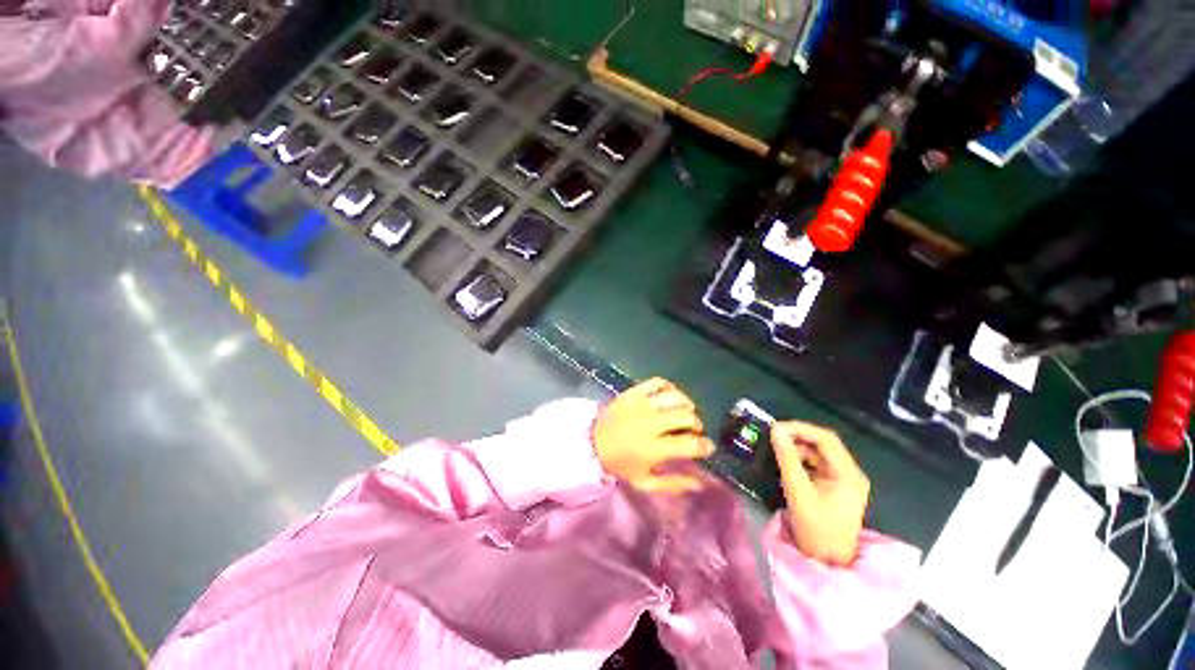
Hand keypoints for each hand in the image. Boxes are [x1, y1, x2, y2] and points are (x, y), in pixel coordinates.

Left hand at [593, 378, 714, 493]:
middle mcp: (650, 423)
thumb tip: (700, 483)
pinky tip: (670, 397)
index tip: (707, 447)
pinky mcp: (634, 392)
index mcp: (654, 448)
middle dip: (697, 424)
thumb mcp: (645, 482)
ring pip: (676, 397)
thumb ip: (673, 484)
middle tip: (693, 430)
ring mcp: (641, 404)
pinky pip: (658, 382)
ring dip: (686, 404)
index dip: (705, 446)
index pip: (690, 444)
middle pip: (687, 416)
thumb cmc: (620, 464)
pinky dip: (670, 387)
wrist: (591, 441)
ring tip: (684, 412)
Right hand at [772, 421, 869, 565]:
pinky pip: (817, 465)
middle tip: (773, 436)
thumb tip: (775, 430)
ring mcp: (844, 481)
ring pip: (819, 454)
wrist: (827, 562)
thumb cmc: (815, 529)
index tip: (776, 428)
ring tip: (776, 449)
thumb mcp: (798, 491)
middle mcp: (850, 473)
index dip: (800, 428)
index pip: (826, 439)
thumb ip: (787, 458)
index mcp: (848, 474)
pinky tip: (786, 463)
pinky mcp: (836, 487)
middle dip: (798, 436)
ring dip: (798, 448)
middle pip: (824, 444)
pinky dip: (801, 460)